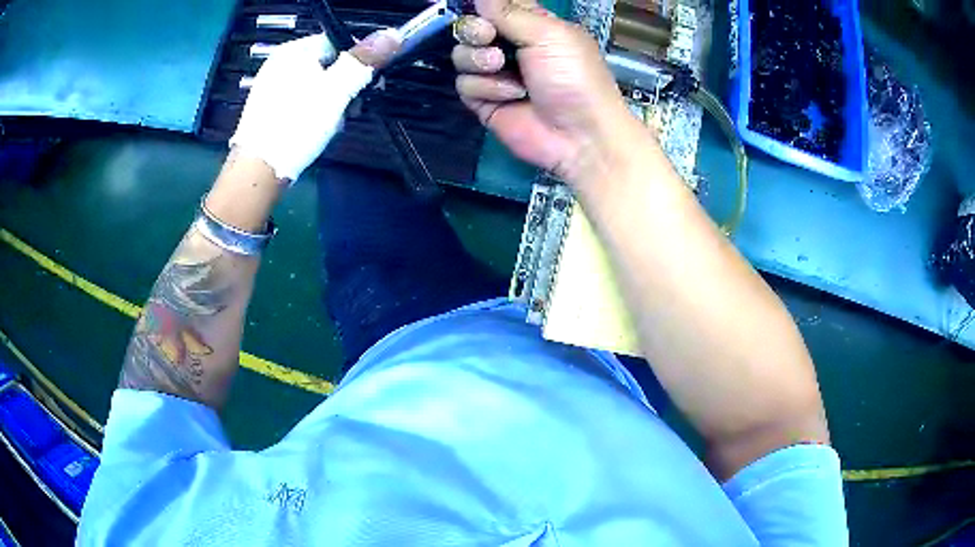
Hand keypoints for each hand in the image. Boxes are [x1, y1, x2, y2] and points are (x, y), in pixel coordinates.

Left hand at [230, 30, 401, 181]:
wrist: (259, 171)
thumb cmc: (297, 125)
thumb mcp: (337, 89)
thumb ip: (364, 60)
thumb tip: (393, 34)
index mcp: (293, 52)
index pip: (338, 43)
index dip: (358, 62)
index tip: (369, 85)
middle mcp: (280, 65)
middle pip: (328, 66)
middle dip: (345, 88)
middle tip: (351, 109)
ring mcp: (272, 89)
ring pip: (317, 87)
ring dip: (333, 104)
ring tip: (332, 125)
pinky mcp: (270, 111)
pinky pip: (303, 103)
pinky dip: (315, 114)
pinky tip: (316, 131)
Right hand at [452, 0, 643, 184]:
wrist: (579, 135)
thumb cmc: (574, 78)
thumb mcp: (549, 35)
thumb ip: (510, 12)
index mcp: (532, 25)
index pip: (496, 7)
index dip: (484, 8)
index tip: (484, 13)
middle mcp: (511, 46)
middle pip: (471, 28)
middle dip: (474, 30)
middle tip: (488, 37)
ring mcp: (496, 74)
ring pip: (462, 55)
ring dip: (479, 60)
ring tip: (502, 69)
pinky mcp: (486, 101)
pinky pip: (465, 85)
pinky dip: (485, 89)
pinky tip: (510, 96)